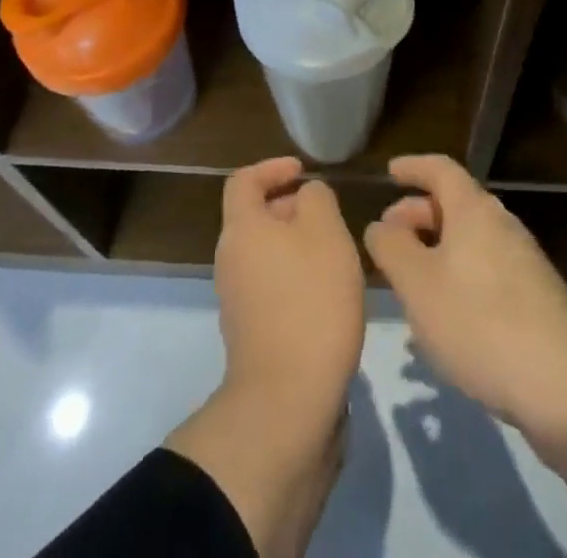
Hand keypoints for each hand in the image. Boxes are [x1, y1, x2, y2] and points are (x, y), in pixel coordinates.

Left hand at [215, 154, 366, 420]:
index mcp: (242, 228)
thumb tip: (306, 197)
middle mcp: (230, 259)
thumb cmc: (310, 299)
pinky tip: (327, 293)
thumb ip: (317, 199)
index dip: (272, 167)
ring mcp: (236, 298)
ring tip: (336, 254)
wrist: (289, 399)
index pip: (244, 180)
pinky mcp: (251, 331)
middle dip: (291, 208)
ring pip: (265, 252)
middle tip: (330, 216)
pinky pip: (271, 285)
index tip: (303, 172)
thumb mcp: (326, 231)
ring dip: (297, 245)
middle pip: (255, 217)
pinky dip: (295, 277)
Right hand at [363, 154, 566, 498]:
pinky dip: (458, 278)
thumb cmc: (480, 322)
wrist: (565, 386)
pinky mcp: (535, 298)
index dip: (413, 167)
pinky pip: (486, 271)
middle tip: (388, 239)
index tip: (390, 172)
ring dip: (436, 252)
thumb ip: (392, 248)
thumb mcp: (419, 285)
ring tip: (409, 285)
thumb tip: (381, 225)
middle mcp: (501, 224)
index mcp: (474, 210)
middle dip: (418, 215)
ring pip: (470, 242)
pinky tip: (445, 318)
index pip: (440, 169)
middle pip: (455, 204)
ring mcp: (523, 261)